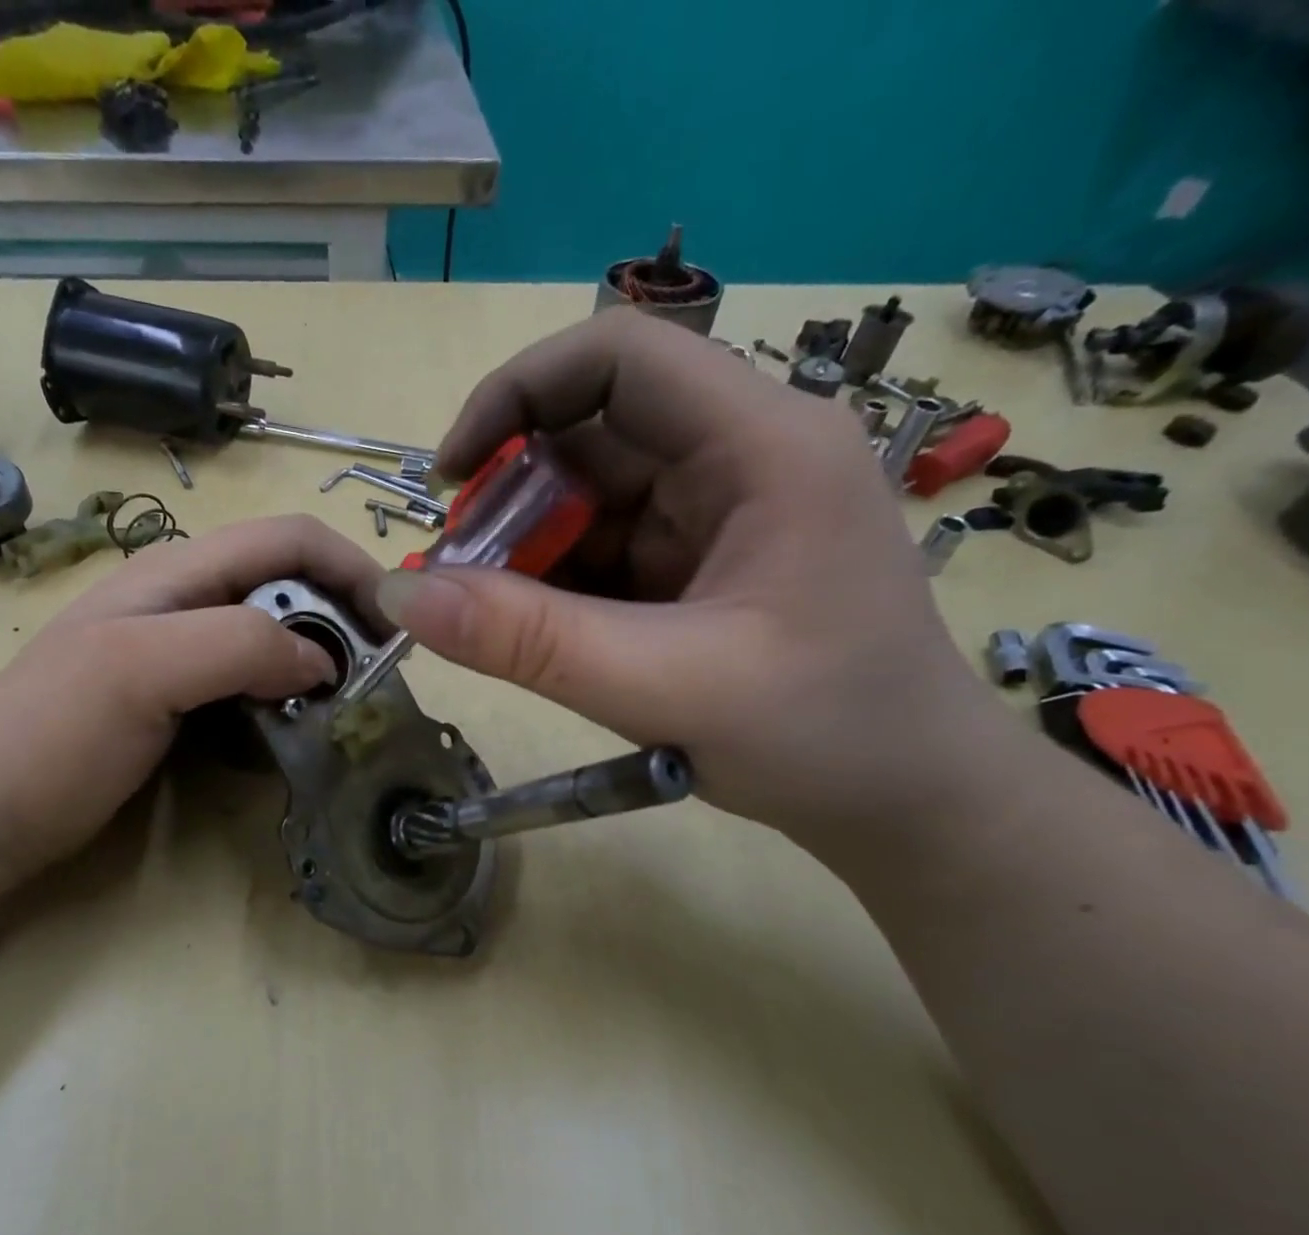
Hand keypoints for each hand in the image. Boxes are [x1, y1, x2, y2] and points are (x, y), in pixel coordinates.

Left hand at [0, 515, 383, 884]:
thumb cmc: (53, 733)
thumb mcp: (140, 671)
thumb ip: (235, 644)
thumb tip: (320, 659)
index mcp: (177, 573)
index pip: (287, 538)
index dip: (350, 566)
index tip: (393, 624)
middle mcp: (187, 600)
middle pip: (289, 582)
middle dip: (342, 616)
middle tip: (372, 677)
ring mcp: (182, 651)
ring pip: (276, 632)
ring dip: (319, 658)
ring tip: (343, 704)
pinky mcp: (181, 698)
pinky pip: (253, 679)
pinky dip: (288, 693)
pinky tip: (295, 725)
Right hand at [374, 309, 1005, 846]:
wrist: (908, 804)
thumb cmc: (822, 736)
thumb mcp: (663, 686)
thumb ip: (527, 641)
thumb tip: (401, 594)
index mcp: (762, 446)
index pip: (619, 357)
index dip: (518, 396)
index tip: (452, 478)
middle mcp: (741, 458)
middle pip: (594, 435)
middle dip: (513, 502)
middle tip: (460, 582)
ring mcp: (722, 514)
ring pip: (593, 501)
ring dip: (530, 555)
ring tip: (494, 624)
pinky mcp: (704, 565)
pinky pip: (609, 552)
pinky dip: (560, 587)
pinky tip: (540, 637)